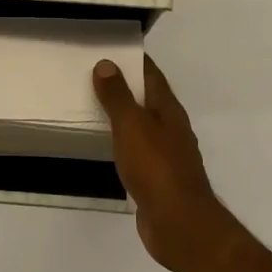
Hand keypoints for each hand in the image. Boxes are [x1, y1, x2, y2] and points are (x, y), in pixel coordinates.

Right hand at [93, 56, 239, 271]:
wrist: (178, 223)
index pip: (152, 75)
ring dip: (123, 115)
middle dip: (125, 86)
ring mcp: (166, 155)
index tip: (110, 48)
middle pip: (148, 99)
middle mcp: (171, 128)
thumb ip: (118, 96)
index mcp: (168, 111)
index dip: (134, 60)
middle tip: (93, 75)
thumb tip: (107, 63)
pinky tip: (107, 145)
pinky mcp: (157, 178)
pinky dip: (122, 141)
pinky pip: (137, 150)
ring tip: (94, 106)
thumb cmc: (156, 168)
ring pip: (142, 125)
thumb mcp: (132, 126)